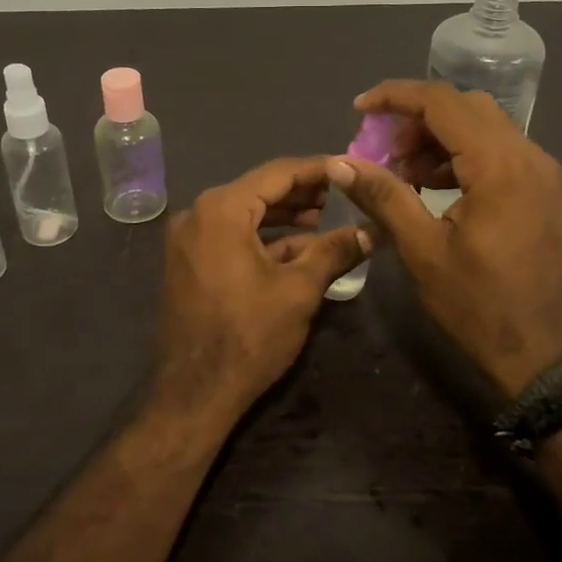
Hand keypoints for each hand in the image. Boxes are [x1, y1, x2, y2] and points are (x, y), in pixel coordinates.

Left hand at [153, 158, 370, 423]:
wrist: (194, 393)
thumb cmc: (248, 336)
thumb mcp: (299, 290)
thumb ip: (335, 251)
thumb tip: (372, 231)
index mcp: (221, 210)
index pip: (278, 173)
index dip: (318, 170)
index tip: (350, 168)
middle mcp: (198, 214)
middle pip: (260, 190)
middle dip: (303, 194)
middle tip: (344, 195)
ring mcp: (189, 239)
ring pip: (246, 214)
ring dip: (285, 217)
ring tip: (326, 220)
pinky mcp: (189, 262)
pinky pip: (231, 236)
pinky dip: (263, 239)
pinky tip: (298, 248)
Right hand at [329, 81, 561, 397]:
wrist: (542, 353)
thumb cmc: (478, 305)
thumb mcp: (422, 249)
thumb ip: (383, 196)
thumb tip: (339, 162)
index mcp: (499, 166)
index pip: (443, 103)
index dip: (396, 97)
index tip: (360, 109)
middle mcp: (528, 155)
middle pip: (465, 107)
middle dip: (417, 118)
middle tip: (382, 148)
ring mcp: (540, 171)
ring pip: (483, 126)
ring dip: (438, 136)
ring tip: (402, 171)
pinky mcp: (541, 188)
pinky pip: (497, 150)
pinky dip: (460, 154)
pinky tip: (431, 185)